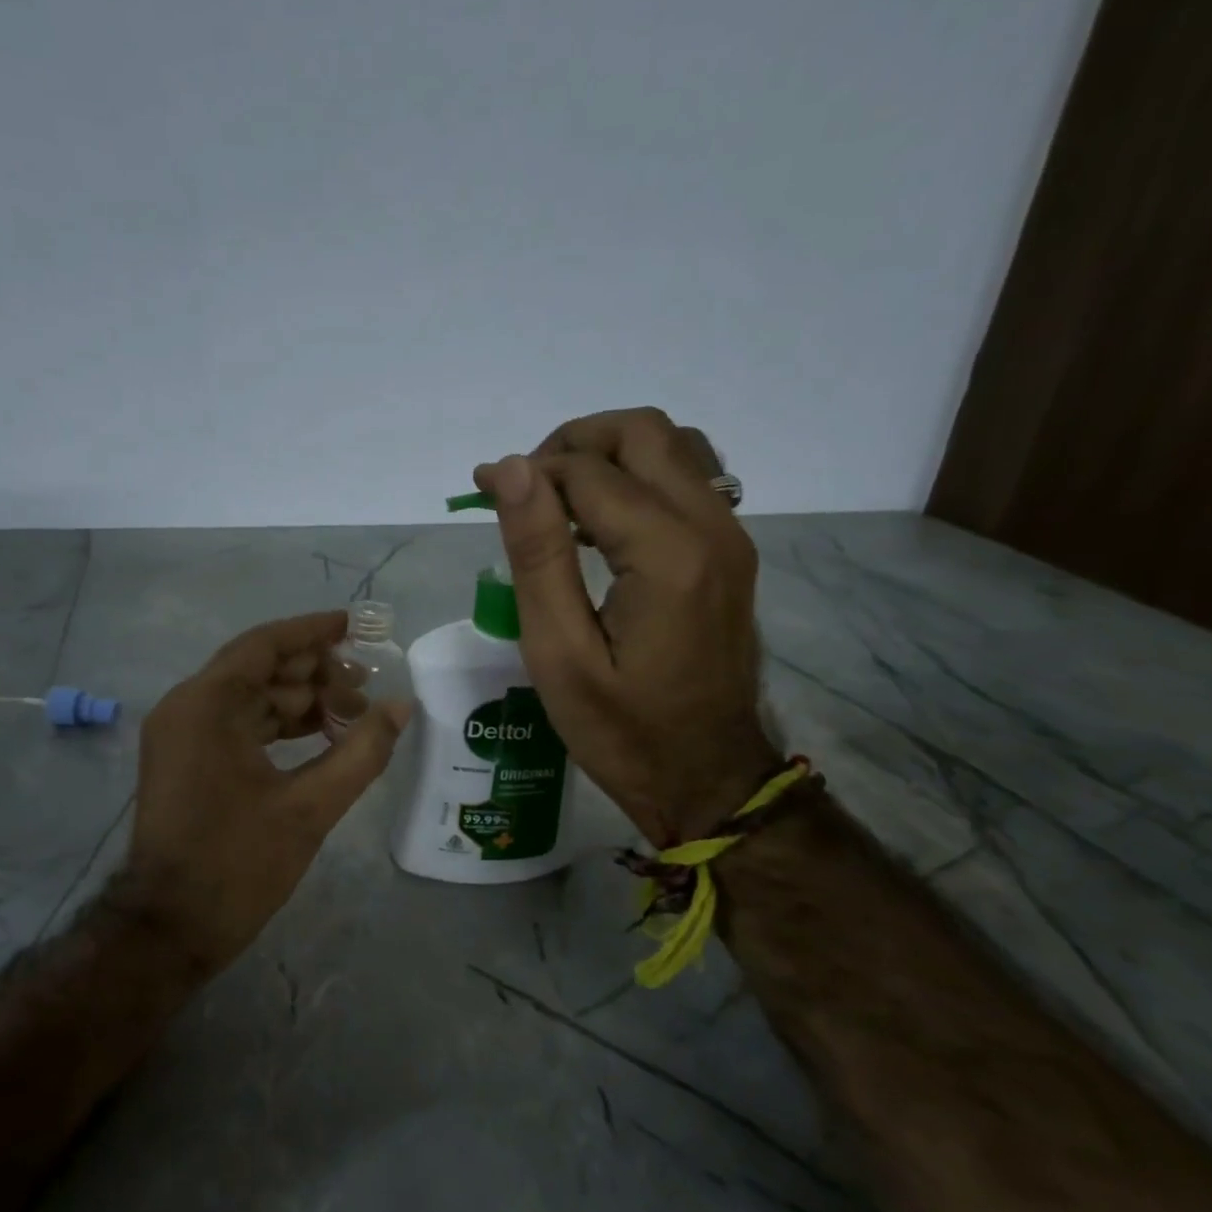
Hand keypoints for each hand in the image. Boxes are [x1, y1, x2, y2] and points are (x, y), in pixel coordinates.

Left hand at [122, 611, 410, 971]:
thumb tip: (403, 707)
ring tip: (354, 715)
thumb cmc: (236, 865)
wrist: (168, 929)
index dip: (313, 631)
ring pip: (250, 698)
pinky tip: (321, 737)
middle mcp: (186, 708)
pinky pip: (239, 725)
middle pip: (258, 669)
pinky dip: (279, 727)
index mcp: (206, 705)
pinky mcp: (187, 760)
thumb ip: (361, 752)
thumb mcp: (309, 808)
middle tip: (366, 687)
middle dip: (315, 673)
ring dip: (300, 702)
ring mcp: (182, 735)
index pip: (264, 645)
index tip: (356, 626)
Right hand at [475, 407, 776, 846]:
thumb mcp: (559, 653)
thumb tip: (511, 470)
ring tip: (558, 501)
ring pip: (673, 446)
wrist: (708, 779)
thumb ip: (538, 555)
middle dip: (572, 444)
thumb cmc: (622, 731)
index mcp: (667, 554)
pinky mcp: (731, 554)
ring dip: (608, 455)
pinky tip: (599, 524)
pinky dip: (637, 478)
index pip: (588, 471)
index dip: (527, 471)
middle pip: (643, 431)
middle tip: (524, 490)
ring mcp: (731, 538)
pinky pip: (688, 480)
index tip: (480, 491)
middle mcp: (712, 527)